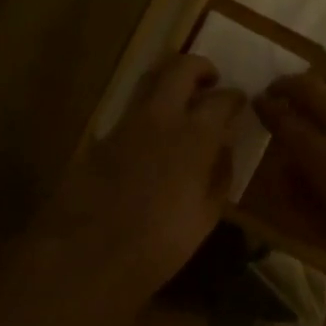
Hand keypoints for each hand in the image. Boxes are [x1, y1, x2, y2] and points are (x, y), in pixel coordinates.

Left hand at [4, 54, 245, 316]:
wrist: (86, 258)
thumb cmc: (158, 245)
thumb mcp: (206, 216)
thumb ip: (219, 174)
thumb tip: (224, 148)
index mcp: (194, 137)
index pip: (222, 98)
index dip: (235, 97)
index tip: (240, 102)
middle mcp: (159, 118)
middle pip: (180, 67)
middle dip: (200, 67)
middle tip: (211, 80)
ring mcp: (124, 125)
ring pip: (149, 81)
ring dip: (170, 81)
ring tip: (182, 101)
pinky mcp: (99, 138)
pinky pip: (129, 112)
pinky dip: (147, 112)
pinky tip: (153, 137)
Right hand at [255, 70, 325, 296]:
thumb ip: (305, 199)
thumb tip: (287, 172)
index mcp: (324, 156)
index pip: (284, 119)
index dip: (266, 108)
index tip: (258, 103)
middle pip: (309, 86)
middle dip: (287, 84)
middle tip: (279, 91)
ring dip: (321, 82)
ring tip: (315, 91)